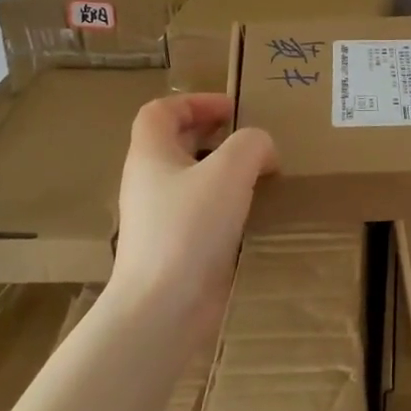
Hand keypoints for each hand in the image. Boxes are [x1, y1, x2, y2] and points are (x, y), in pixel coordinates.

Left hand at [108, 94, 276, 347]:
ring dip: (223, 173)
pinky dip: (225, 207)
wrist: (162, 309)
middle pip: (175, 144)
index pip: (160, 112)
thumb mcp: (229, 171)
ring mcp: (158, 220)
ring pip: (190, 181)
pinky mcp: (174, 250)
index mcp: (150, 155)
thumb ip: (251, 145)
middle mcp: (148, 183)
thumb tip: (263, 150)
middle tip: (251, 141)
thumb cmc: (189, 229)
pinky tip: (253, 216)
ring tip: (260, 176)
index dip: (195, 101)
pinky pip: (200, 215)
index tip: (232, 110)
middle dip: (213, 136)